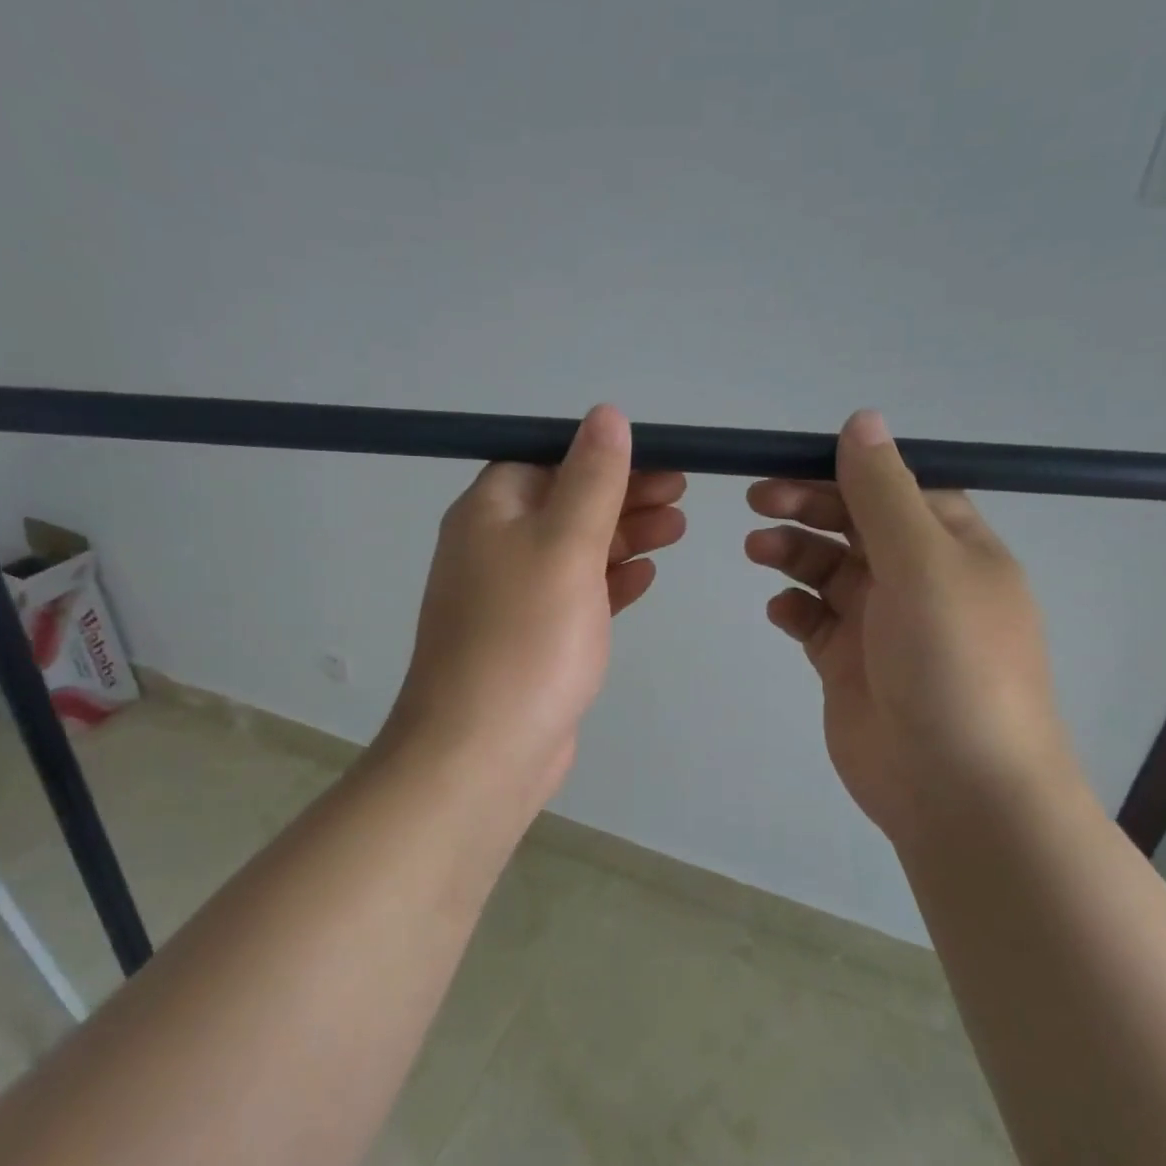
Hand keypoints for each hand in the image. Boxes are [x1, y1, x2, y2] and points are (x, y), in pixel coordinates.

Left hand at [384, 406, 684, 819]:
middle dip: (624, 496)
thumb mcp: (566, 545)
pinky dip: (609, 582)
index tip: (660, 459)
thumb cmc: (526, 637)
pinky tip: (645, 577)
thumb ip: (592, 480)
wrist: (483, 751)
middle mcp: (493, 548)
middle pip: (565, 504)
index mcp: (490, 513)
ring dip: (624, 536)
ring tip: (678, 528)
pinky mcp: (531, 641)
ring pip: (575, 552)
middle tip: (682, 495)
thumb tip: (606, 415)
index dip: (604, 456)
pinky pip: (575, 597)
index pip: (547, 460)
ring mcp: (511, 599)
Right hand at [745, 410, 1076, 849]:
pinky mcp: (849, 666)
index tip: (790, 462)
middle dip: (807, 506)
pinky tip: (780, 610)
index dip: (844, 470)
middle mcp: (917, 579)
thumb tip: (862, 419)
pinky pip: (813, 621)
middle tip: (757, 500)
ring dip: (792, 552)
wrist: (956, 788)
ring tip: (757, 550)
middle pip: (854, 524)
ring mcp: (881, 625)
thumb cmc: (951, 663)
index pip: (894, 488)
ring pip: (828, 570)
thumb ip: (884, 493)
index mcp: (951, 546)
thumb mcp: (923, 564)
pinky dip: (793, 608)